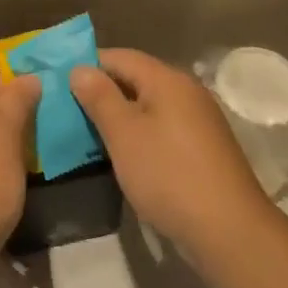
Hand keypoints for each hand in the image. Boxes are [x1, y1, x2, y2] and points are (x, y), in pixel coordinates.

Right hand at [70, 49, 269, 254]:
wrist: (229, 231)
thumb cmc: (168, 175)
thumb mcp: (124, 134)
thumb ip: (99, 97)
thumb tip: (80, 68)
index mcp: (167, 79)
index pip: (120, 56)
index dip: (88, 65)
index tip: (59, 82)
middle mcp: (187, 91)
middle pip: (136, 78)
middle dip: (102, 91)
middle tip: (68, 110)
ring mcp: (199, 120)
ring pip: (149, 105)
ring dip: (120, 115)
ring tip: (88, 133)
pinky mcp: (204, 147)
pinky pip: (162, 127)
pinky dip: (140, 134)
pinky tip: (123, 154)